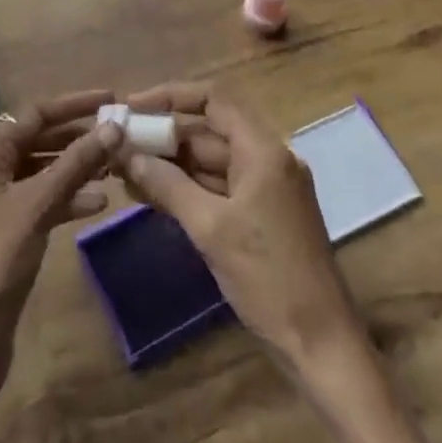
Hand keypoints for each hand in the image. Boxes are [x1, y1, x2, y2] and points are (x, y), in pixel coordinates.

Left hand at [0, 91, 121, 442]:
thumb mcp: (37, 207)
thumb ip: (75, 164)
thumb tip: (114, 126)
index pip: (35, 113)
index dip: (74, 104)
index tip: (112, 97)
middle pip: (38, 139)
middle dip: (78, 136)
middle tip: (121, 134)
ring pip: (42, 171)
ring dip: (76, 167)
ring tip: (116, 167)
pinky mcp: (5, 233)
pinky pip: (41, 201)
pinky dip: (68, 198)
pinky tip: (99, 204)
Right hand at [116, 82, 360, 372]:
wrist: (322, 346)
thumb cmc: (269, 279)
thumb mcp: (210, 229)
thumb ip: (167, 185)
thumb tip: (127, 154)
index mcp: (264, 151)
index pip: (214, 100)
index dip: (171, 96)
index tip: (133, 106)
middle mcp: (267, 159)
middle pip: (209, 131)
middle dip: (163, 137)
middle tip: (119, 145)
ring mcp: (266, 189)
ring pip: (210, 162)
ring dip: (170, 165)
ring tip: (123, 171)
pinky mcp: (262, 216)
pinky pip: (218, 188)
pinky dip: (186, 189)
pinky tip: (150, 195)